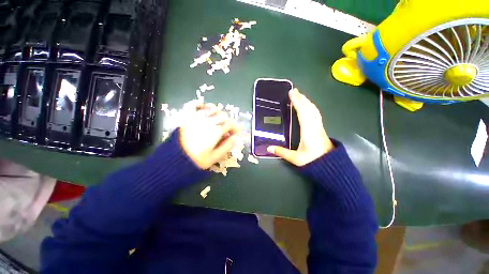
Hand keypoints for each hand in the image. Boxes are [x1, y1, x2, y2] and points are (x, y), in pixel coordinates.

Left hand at [179, 103, 240, 168]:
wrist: (174, 160)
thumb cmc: (196, 160)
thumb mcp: (215, 156)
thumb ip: (227, 146)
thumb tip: (236, 137)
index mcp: (216, 131)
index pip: (230, 124)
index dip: (236, 127)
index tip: (236, 132)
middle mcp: (208, 121)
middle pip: (223, 116)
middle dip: (228, 122)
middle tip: (227, 130)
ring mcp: (197, 117)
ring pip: (212, 109)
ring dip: (218, 113)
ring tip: (218, 120)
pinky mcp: (187, 117)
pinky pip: (194, 105)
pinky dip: (200, 104)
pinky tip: (205, 107)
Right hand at [267, 88, 333, 165]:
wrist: (330, 165)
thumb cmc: (312, 161)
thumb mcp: (295, 158)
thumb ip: (281, 152)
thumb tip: (268, 148)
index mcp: (308, 130)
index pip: (302, 112)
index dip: (297, 102)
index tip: (292, 93)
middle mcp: (314, 125)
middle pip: (309, 108)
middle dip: (301, 98)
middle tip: (294, 91)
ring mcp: (319, 126)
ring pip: (314, 110)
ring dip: (307, 101)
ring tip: (300, 96)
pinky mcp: (320, 128)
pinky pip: (316, 113)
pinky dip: (311, 107)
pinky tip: (309, 106)